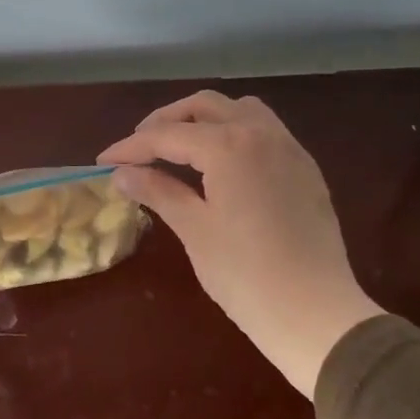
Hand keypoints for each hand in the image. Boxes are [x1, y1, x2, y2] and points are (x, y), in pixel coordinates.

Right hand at [99, 92, 382, 397]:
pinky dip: (236, 132)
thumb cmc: (245, 275)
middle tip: (140, 148)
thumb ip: (159, 191)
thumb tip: (122, 173)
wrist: (315, 312)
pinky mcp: (306, 169)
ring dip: (205, 119)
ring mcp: (290, 149)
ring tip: (181, 147)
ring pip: (241, 110)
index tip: (104, 161)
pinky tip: (223, 164)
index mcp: (229, 146)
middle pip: (205, 106)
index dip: (131, 147)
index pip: (168, 135)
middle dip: (167, 121)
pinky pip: (266, 131)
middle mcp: (262, 133)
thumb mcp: (195, 230)